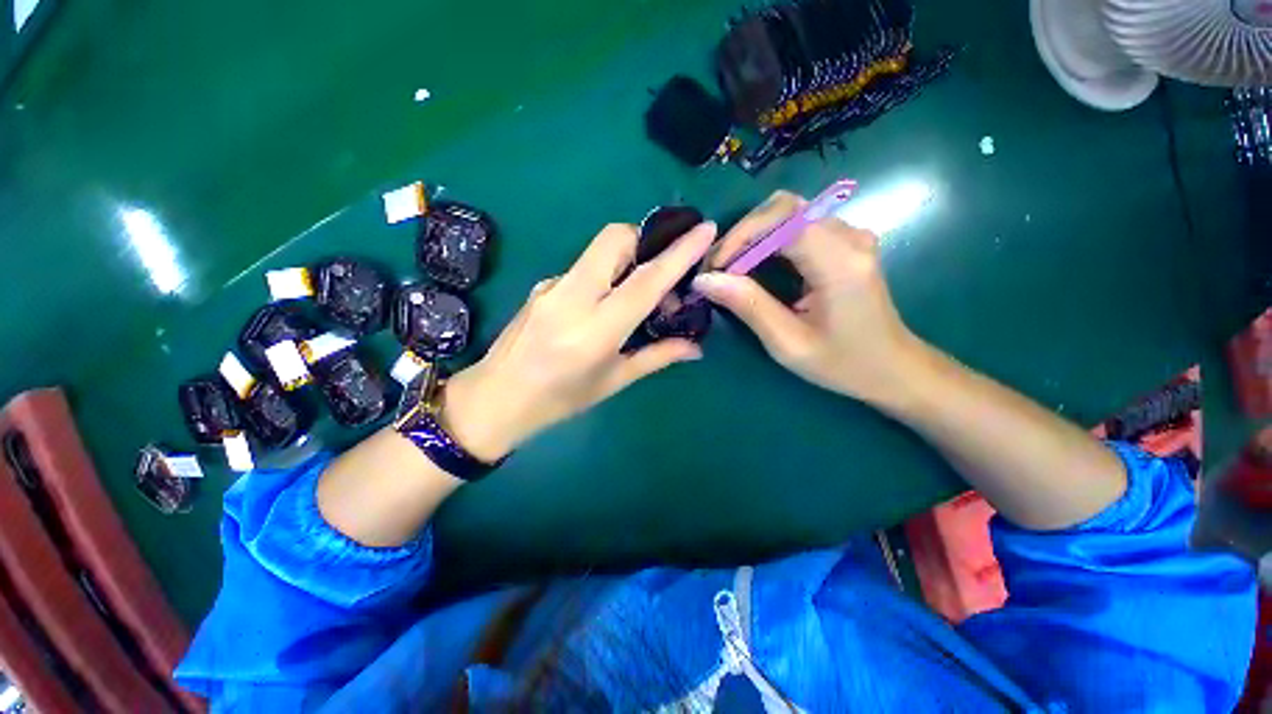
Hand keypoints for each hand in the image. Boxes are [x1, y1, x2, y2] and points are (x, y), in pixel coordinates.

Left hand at [443, 221, 716, 461]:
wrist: (495, 398)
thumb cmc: (559, 400)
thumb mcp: (613, 381)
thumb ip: (657, 357)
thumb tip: (695, 348)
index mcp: (596, 330)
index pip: (645, 281)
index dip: (678, 253)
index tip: (705, 229)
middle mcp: (572, 297)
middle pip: (614, 239)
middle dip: (645, 241)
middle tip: (658, 271)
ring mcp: (552, 286)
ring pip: (598, 250)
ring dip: (625, 259)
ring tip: (633, 295)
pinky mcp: (541, 285)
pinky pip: (583, 267)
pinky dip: (604, 275)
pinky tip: (602, 305)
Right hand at [692, 191, 919, 405]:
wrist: (892, 367)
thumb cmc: (842, 363)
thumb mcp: (788, 342)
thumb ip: (748, 305)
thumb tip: (705, 280)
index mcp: (839, 261)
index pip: (783, 219)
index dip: (741, 235)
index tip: (714, 268)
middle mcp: (849, 237)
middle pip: (784, 208)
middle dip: (742, 234)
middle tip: (717, 268)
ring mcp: (850, 236)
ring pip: (788, 213)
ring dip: (752, 236)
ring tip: (728, 268)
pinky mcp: (845, 242)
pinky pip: (798, 226)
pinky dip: (767, 240)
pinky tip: (753, 266)